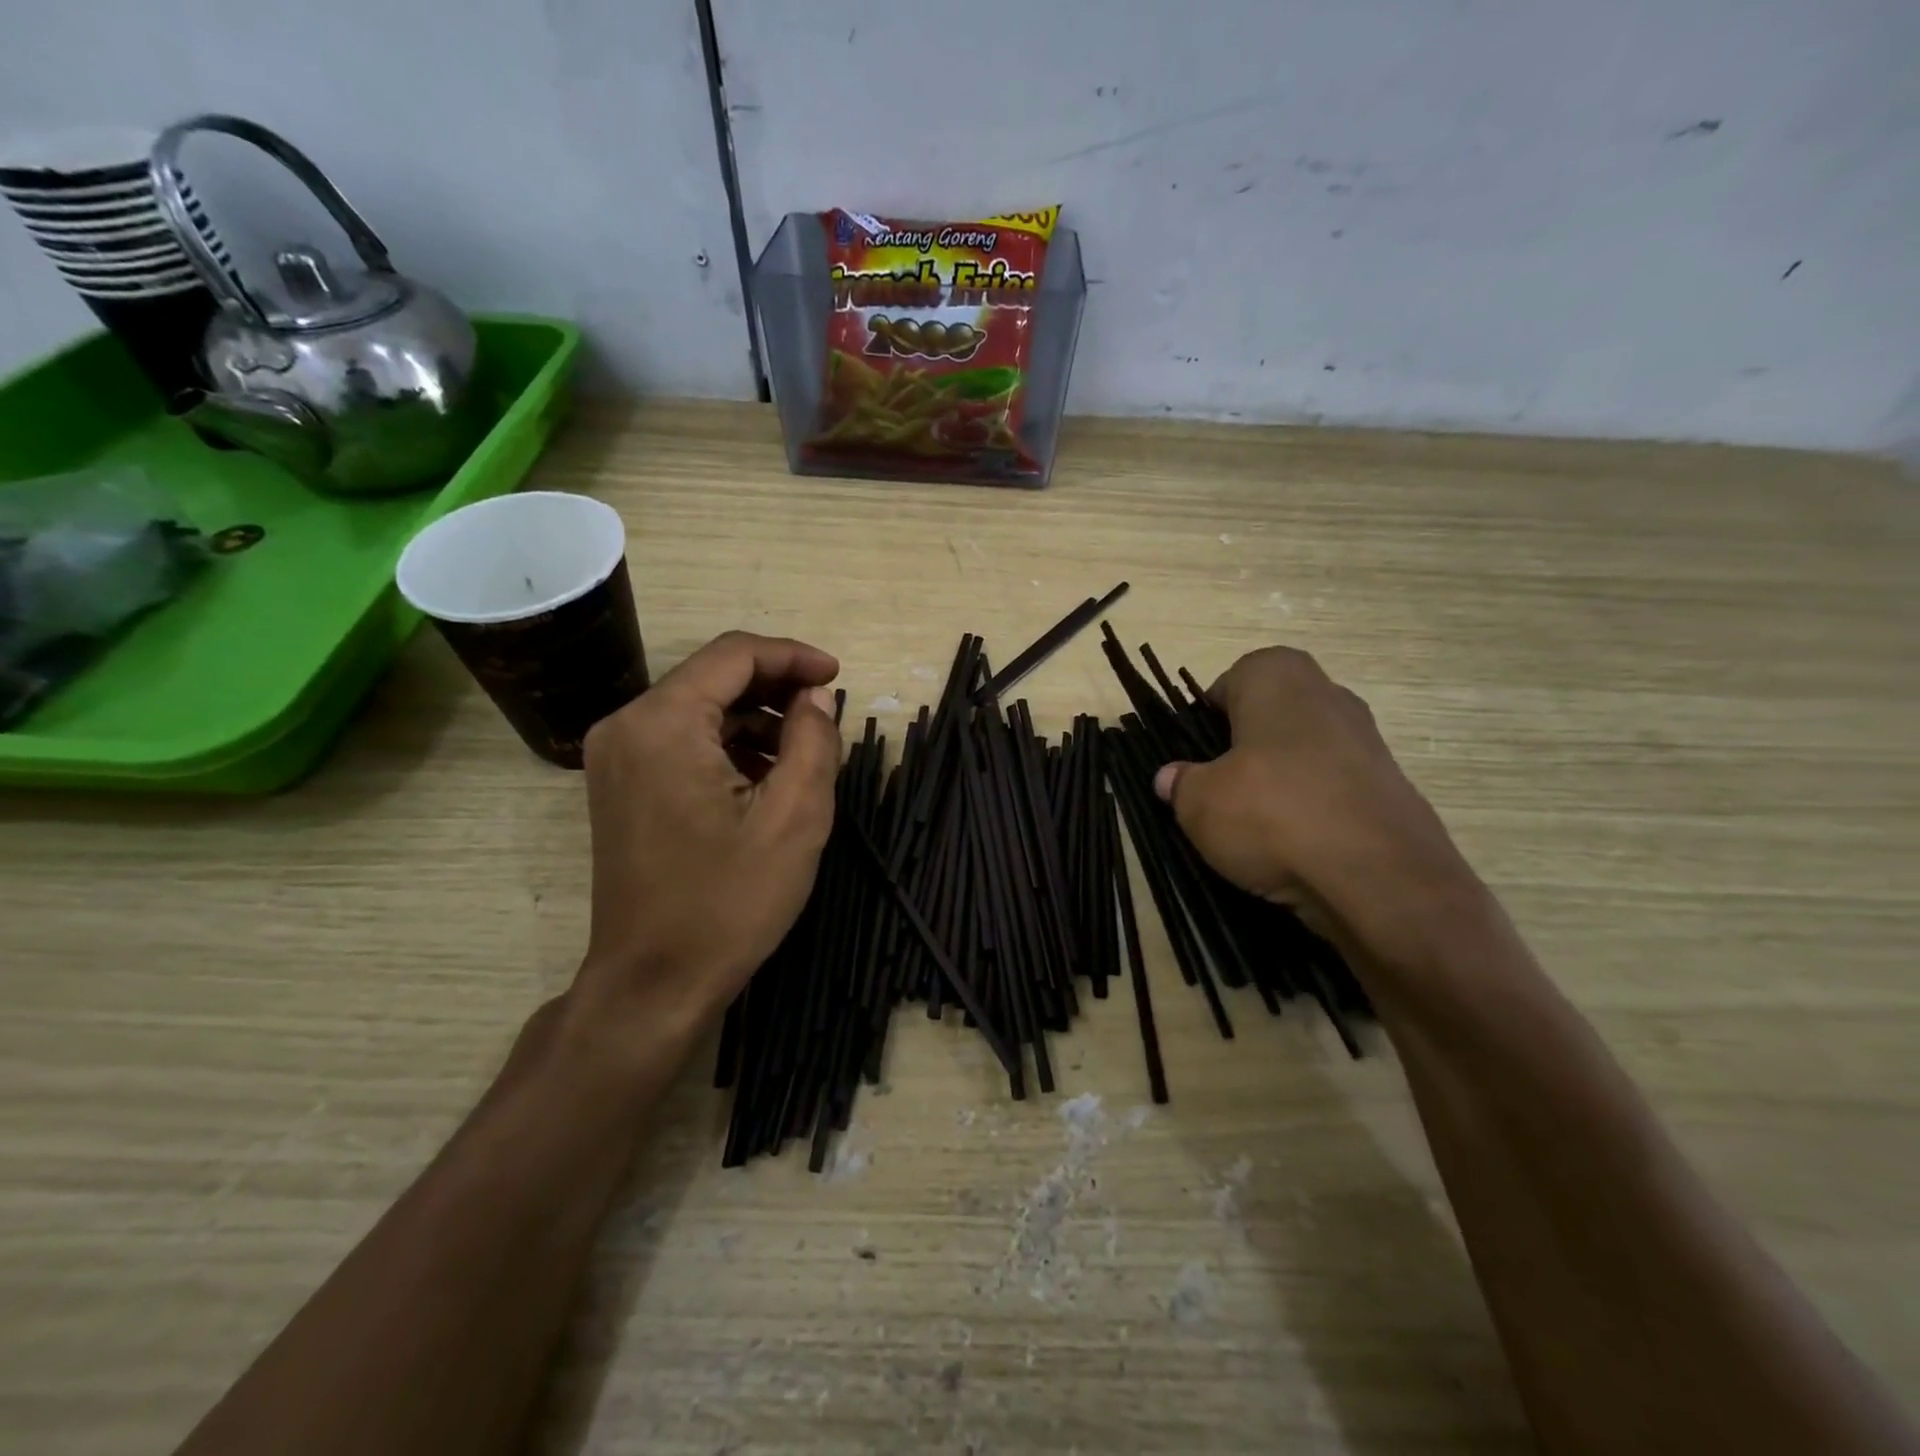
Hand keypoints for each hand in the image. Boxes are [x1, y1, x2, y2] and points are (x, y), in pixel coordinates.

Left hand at [569, 631, 841, 1050]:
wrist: (653, 983)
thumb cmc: (729, 902)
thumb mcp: (795, 818)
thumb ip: (813, 741)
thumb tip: (815, 698)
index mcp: (663, 723)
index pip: (734, 654)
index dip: (793, 656)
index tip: (837, 677)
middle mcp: (626, 726)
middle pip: (712, 676)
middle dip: (775, 687)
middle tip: (826, 713)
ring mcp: (615, 756)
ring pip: (698, 708)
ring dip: (754, 718)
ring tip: (804, 751)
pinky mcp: (619, 784)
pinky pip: (680, 739)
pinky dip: (726, 743)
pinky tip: (764, 775)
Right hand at [1154, 646, 1477, 968]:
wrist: (1378, 877)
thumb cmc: (1271, 814)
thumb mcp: (1198, 803)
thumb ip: (1180, 784)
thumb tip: (1171, 778)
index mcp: (1278, 678)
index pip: (1231, 681)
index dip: (1207, 717)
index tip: (1195, 754)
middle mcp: (1328, 695)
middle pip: (1271, 716)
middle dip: (1244, 748)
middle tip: (1220, 788)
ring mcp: (1367, 740)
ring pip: (1304, 753)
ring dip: (1280, 781)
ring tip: (1255, 824)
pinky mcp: (1391, 787)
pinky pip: (1334, 788)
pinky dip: (1313, 809)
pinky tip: (1296, 845)